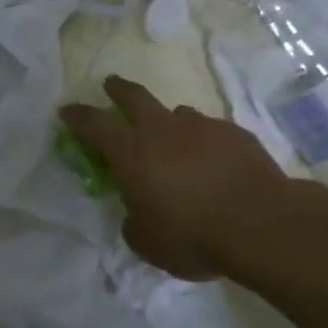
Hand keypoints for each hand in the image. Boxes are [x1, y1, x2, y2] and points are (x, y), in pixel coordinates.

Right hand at [61, 75, 284, 280]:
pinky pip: (210, 132)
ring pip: (177, 114)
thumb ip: (135, 224)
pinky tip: (213, 164)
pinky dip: (203, 143)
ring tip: (173, 142)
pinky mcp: (235, 134)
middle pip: (134, 97)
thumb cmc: (192, 235)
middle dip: (118, 90)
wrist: (261, 223)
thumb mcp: (148, 243)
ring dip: (168, 123)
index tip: (67, 110)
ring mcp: (202, 127)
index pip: (95, 125)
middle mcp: (163, 130)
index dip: (78, 116)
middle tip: (111, 85)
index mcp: (132, 153)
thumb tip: (137, 215)